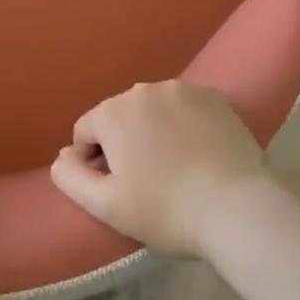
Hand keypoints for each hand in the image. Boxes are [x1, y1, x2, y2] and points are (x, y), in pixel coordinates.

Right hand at [51, 81, 265, 256]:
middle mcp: (142, 90)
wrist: (238, 209)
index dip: (94, 163)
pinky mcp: (213, 97)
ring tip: (176, 168)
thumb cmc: (166, 210)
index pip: (85, 133)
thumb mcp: (107, 206)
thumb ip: (71, 177)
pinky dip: (184, 126)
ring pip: (151, 111)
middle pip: (118, 118)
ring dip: (153, 132)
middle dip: (124, 144)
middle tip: (148, 182)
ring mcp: (181, 89)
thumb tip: (61, 156)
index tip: (119, 189)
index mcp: (112, 112)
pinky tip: (198, 155)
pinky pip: (183, 108)